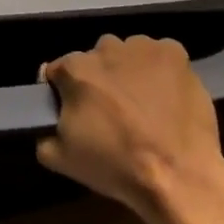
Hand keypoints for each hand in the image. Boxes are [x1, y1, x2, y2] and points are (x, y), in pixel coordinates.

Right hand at [36, 35, 223, 223]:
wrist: (179, 176)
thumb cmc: (117, 167)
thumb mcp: (62, 160)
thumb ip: (44, 133)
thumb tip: (47, 120)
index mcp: (75, 70)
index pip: (59, 71)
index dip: (64, 91)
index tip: (75, 111)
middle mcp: (105, 49)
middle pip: (95, 59)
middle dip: (99, 79)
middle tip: (112, 109)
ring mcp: (142, 47)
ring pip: (127, 53)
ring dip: (129, 70)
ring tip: (143, 102)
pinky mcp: (174, 53)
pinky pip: (159, 54)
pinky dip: (159, 68)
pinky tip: (166, 94)